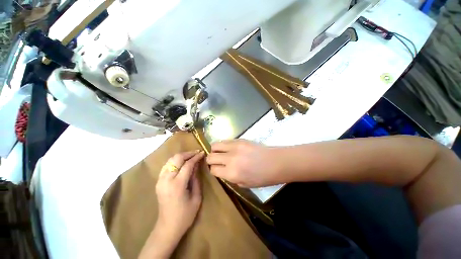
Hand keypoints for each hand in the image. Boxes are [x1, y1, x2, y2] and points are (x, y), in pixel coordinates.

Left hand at [156, 150, 204, 237]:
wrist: (167, 227)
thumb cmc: (185, 215)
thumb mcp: (196, 197)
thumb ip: (196, 179)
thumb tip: (197, 165)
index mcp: (177, 185)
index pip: (187, 164)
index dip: (196, 157)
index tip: (203, 153)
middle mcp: (166, 180)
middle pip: (177, 158)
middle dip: (188, 153)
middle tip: (197, 152)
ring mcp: (160, 180)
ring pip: (170, 160)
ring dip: (181, 156)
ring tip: (191, 155)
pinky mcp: (158, 182)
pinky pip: (166, 165)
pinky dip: (175, 161)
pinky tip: (182, 162)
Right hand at [206, 140, 281, 186]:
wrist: (275, 162)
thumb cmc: (262, 177)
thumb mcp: (244, 184)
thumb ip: (230, 177)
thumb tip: (222, 170)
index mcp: (232, 173)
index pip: (213, 170)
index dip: (213, 170)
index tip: (216, 170)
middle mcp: (230, 159)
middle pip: (210, 157)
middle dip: (210, 160)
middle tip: (216, 161)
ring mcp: (235, 147)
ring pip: (215, 145)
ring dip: (215, 150)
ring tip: (220, 153)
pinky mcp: (240, 140)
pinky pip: (225, 141)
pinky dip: (223, 145)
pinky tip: (229, 148)